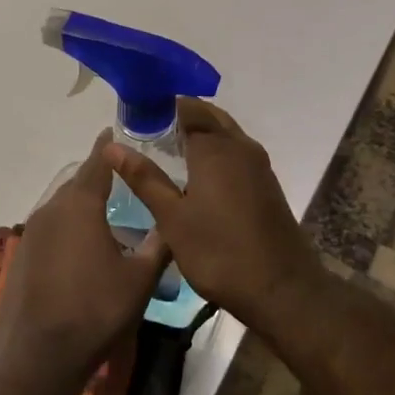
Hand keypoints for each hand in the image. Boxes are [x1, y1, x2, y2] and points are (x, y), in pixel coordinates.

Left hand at [0, 130, 168, 384]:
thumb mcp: (141, 278)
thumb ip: (159, 244)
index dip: (108, 147)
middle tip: (120, 180)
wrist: (41, 356)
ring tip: (103, 216)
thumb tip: (173, 222)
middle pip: (77, 184)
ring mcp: (31, 235)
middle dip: (97, 178)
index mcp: (80, 206)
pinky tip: (79, 251)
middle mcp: (51, 211)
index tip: (114, 132)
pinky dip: (66, 230)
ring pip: (60, 208)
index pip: (97, 163)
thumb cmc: (98, 310)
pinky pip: (48, 231)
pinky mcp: (20, 258)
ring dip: (81, 207)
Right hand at [104, 99, 322, 324]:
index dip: (163, 106)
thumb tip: (112, 147)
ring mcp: (259, 166)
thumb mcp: (172, 218)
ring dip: (201, 134)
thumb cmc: (219, 252)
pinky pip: (237, 153)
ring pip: (226, 134)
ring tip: (168, 150)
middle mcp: (241, 147)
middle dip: (182, 116)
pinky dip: (216, 152)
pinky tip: (197, 175)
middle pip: (210, 117)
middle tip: (150, 130)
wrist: (281, 289)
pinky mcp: (267, 184)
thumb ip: (145, 178)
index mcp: (216, 148)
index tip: (138, 114)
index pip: (188, 108)